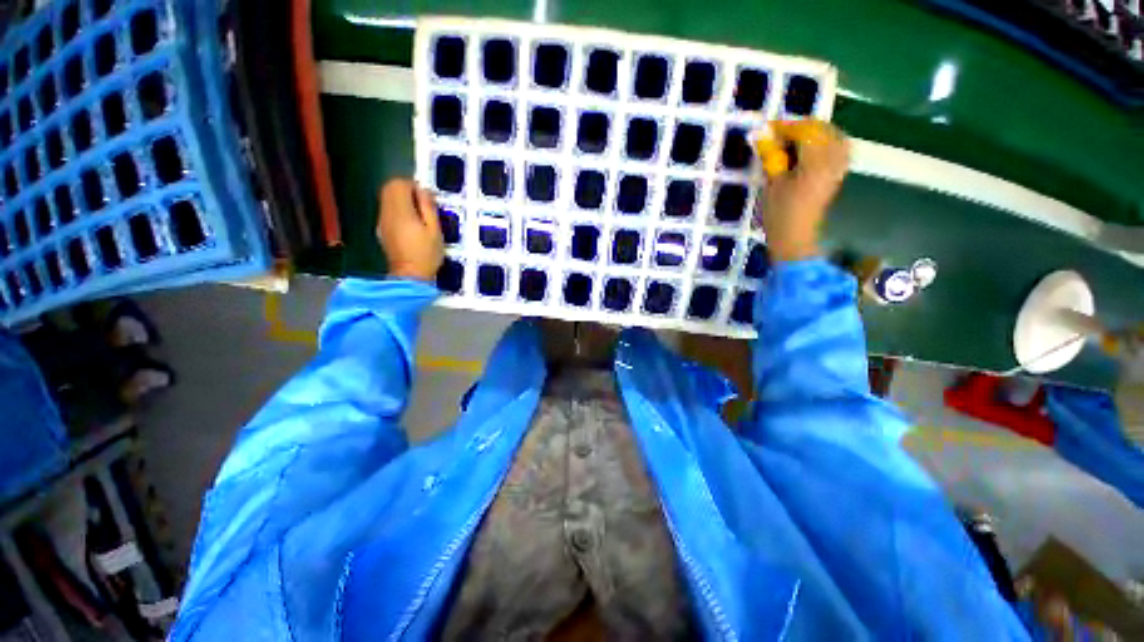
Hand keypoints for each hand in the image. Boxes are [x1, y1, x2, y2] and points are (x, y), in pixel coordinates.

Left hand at [376, 179, 442, 280]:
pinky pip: (388, 211)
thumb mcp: (435, 231)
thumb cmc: (427, 255)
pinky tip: (411, 225)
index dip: (413, 186)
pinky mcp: (382, 230)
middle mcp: (387, 213)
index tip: (426, 198)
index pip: (399, 184)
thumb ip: (428, 208)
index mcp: (401, 211)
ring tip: (419, 215)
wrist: (409, 276)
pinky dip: (398, 211)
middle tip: (422, 204)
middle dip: (405, 190)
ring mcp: (382, 222)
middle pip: (389, 188)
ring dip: (402, 200)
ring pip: (387, 199)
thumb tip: (423, 191)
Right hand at [755, 120, 849, 262]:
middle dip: (801, 127)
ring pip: (833, 137)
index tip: (768, 129)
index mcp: (815, 163)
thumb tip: (761, 134)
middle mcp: (832, 160)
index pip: (805, 132)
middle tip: (780, 134)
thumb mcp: (771, 184)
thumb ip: (771, 156)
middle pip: (822, 131)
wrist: (795, 236)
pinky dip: (825, 142)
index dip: (786, 127)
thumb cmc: (779, 213)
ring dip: (815, 133)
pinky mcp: (837, 174)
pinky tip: (811, 149)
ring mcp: (837, 167)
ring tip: (795, 140)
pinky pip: (838, 148)